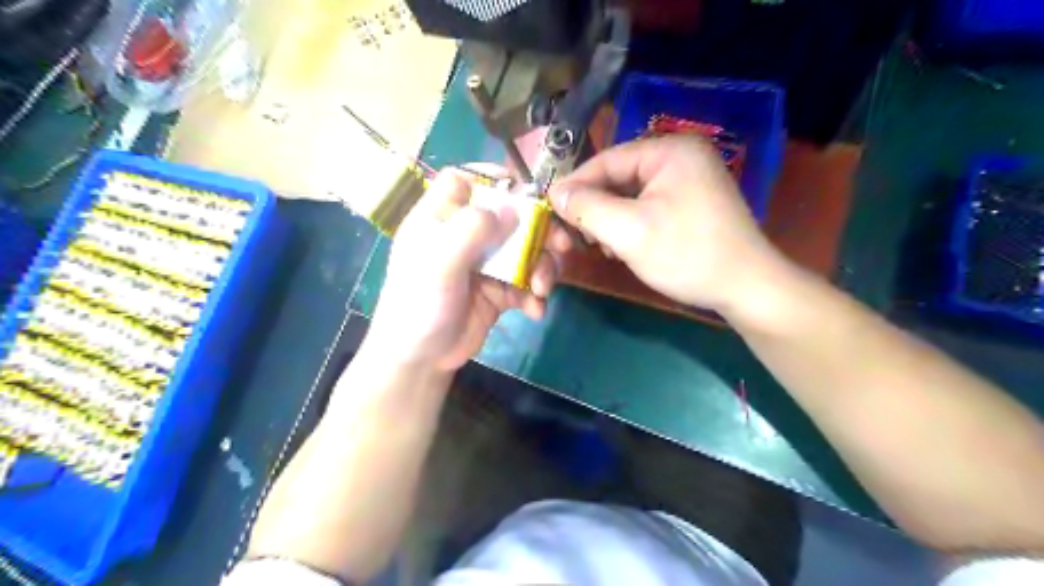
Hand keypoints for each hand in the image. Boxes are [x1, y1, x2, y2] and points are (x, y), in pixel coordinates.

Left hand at [368, 167, 569, 373]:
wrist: (422, 361)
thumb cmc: (419, 307)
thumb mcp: (439, 265)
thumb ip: (470, 231)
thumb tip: (511, 208)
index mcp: (441, 219)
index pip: (463, 181)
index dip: (492, 178)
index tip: (524, 190)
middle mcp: (465, 236)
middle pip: (509, 215)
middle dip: (539, 230)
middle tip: (561, 245)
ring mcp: (486, 263)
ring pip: (525, 249)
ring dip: (542, 267)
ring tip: (541, 289)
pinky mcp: (499, 289)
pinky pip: (526, 282)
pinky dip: (535, 295)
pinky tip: (534, 311)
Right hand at [549, 135, 787, 315]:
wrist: (746, 288)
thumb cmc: (687, 254)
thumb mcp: (629, 231)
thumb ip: (587, 208)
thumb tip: (555, 193)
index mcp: (670, 151)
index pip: (607, 159)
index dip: (575, 184)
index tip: (550, 208)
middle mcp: (681, 157)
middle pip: (619, 177)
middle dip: (595, 206)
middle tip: (578, 235)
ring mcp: (689, 180)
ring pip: (631, 194)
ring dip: (610, 218)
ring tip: (602, 245)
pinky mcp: (692, 202)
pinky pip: (648, 206)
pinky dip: (630, 224)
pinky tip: (623, 247)